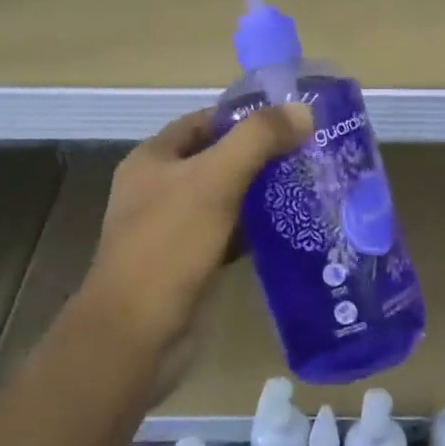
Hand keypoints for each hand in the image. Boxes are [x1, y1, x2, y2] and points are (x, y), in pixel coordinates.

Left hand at [81, 103, 311, 360]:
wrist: (136, 335)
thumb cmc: (169, 245)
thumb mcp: (215, 180)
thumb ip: (258, 139)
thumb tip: (303, 110)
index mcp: (153, 159)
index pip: (204, 122)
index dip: (244, 117)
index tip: (291, 120)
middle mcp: (158, 189)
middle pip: (216, 159)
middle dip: (259, 156)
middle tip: (308, 153)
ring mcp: (173, 229)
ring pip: (224, 199)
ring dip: (260, 194)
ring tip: (307, 185)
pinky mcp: (189, 264)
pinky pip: (227, 235)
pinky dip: (254, 230)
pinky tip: (289, 228)